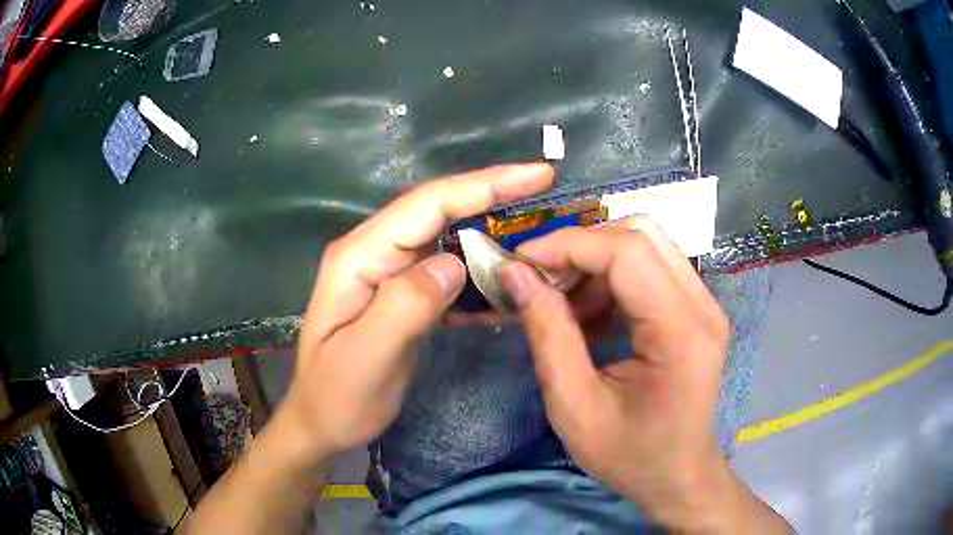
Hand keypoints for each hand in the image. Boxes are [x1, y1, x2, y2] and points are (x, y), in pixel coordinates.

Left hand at [280, 164, 554, 456]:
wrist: (322, 423)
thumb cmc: (337, 397)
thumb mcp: (366, 358)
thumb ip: (405, 306)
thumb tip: (455, 262)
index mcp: (359, 257)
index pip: (426, 205)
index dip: (482, 185)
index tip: (537, 176)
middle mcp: (374, 253)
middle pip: (438, 210)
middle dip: (492, 194)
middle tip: (543, 184)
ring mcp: (389, 273)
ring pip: (446, 238)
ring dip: (490, 233)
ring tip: (535, 232)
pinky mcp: (403, 294)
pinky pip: (446, 271)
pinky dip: (479, 271)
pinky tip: (506, 281)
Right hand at [499, 218, 785, 530]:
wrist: (678, 476)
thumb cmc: (631, 456)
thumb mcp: (576, 407)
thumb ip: (548, 335)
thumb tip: (515, 275)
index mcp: (681, 332)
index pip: (627, 252)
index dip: (567, 245)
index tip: (518, 263)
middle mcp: (702, 305)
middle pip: (640, 234)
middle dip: (580, 247)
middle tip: (538, 280)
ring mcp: (703, 304)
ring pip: (644, 245)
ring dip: (594, 262)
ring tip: (559, 302)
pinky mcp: (695, 310)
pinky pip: (650, 269)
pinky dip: (610, 280)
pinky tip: (587, 315)